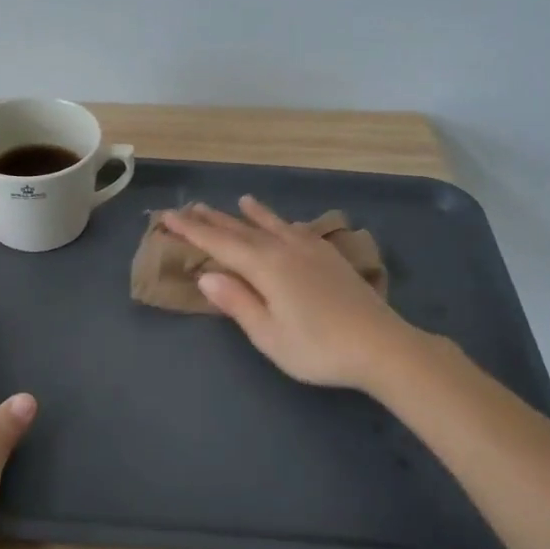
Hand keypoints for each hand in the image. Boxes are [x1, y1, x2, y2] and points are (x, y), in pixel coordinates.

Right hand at [161, 196, 414, 391]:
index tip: (167, 216)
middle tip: (190, 206)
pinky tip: (285, 224)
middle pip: (242, 230)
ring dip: (251, 215)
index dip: (191, 230)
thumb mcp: (268, 334)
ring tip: (239, 201)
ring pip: (272, 226)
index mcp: (265, 267)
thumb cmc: (318, 348)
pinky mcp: (330, 258)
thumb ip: (237, 302)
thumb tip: (207, 274)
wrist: (382, 346)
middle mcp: (285, 249)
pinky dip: (283, 223)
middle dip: (214, 219)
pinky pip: (297, 230)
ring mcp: (311, 250)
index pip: (219, 243)